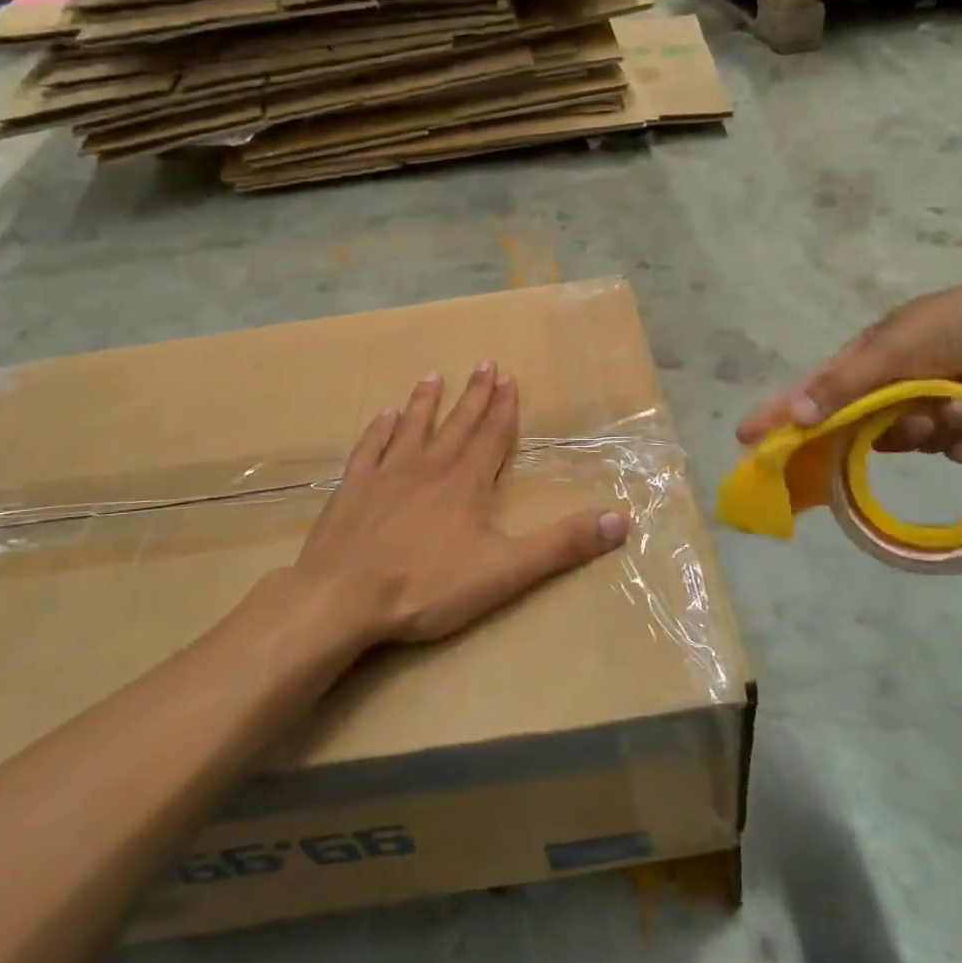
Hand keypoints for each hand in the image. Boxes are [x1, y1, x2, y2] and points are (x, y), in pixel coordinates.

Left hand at [292, 362, 629, 643]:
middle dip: (473, 394)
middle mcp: (428, 467)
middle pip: (457, 423)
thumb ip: (561, 545)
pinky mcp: (352, 490)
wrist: (341, 599)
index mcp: (466, 482)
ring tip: (433, 375)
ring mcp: (386, 475)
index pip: (492, 435)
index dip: (504, 407)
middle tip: (483, 363)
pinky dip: (379, 429)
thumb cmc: (426, 585)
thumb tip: (621, 519)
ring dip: (425, 402)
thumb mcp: (505, 570)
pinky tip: (382, 415)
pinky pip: (369, 448)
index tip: (509, 377)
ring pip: (411, 427)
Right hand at [737, 269, 961, 462]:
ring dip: (933, 430)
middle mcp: (891, 381)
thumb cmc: (951, 328)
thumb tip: (794, 415)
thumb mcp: (890, 351)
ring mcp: (927, 399)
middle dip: (893, 428)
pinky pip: (947, 447)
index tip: (746, 438)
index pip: (811, 392)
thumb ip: (842, 385)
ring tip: (961, 408)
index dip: (780, 414)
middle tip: (915, 420)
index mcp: (867, 359)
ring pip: (909, 439)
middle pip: (865, 426)